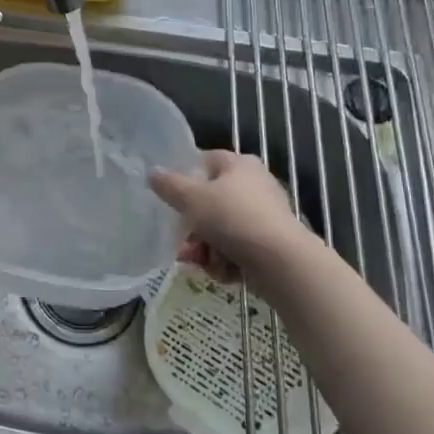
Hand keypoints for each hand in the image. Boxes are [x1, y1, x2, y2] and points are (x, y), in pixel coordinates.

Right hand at [149, 150, 312, 283]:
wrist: (281, 262)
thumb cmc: (232, 219)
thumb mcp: (191, 198)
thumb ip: (168, 185)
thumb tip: (152, 172)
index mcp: (239, 164)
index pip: (205, 161)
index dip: (184, 178)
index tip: (170, 198)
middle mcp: (255, 185)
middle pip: (210, 201)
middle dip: (192, 226)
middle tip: (181, 242)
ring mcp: (265, 215)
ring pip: (221, 229)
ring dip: (206, 248)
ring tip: (200, 262)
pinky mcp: (270, 243)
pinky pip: (237, 248)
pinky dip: (226, 260)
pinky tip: (223, 272)